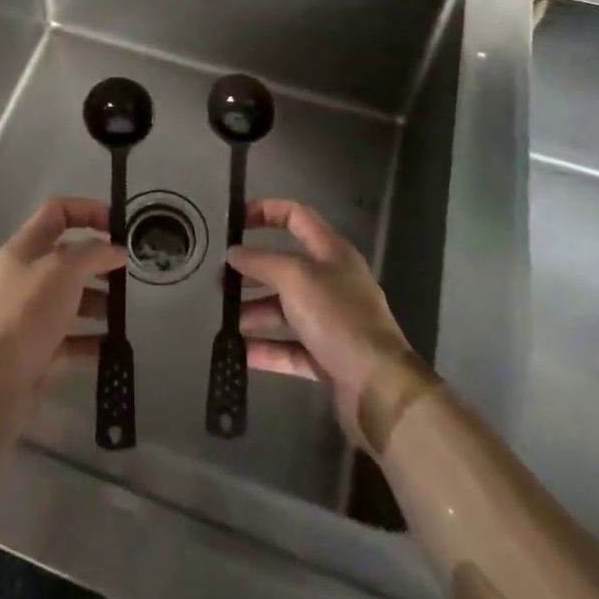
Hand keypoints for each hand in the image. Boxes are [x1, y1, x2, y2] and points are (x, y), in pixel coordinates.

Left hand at [0, 198, 125, 406]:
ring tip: (122, 312)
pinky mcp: (37, 351)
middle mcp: (25, 277)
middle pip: (67, 257)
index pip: (57, 212)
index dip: (87, 210)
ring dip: (98, 301)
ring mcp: (30, 315)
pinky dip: (92, 340)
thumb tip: (117, 250)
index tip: (118, 225)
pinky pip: (71, 339)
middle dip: (97, 261)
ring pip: (71, 299)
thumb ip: (94, 253)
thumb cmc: (28, 312)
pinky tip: (113, 345)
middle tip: (126, 273)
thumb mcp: (64, 270)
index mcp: (25, 248)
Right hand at [228, 199, 426, 447]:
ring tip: (224, 319)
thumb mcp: (296, 278)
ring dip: (253, 311)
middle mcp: (331, 282)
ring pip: (283, 309)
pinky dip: (265, 348)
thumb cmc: (337, 317)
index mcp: (331, 252)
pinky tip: (238, 352)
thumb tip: (234, 253)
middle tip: (220, 281)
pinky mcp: (325, 357)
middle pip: (284, 266)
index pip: (296, 216)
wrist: (378, 387)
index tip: (235, 221)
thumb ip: (261, 261)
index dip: (265, 211)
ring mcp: (329, 321)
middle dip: (251, 271)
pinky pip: (288, 347)